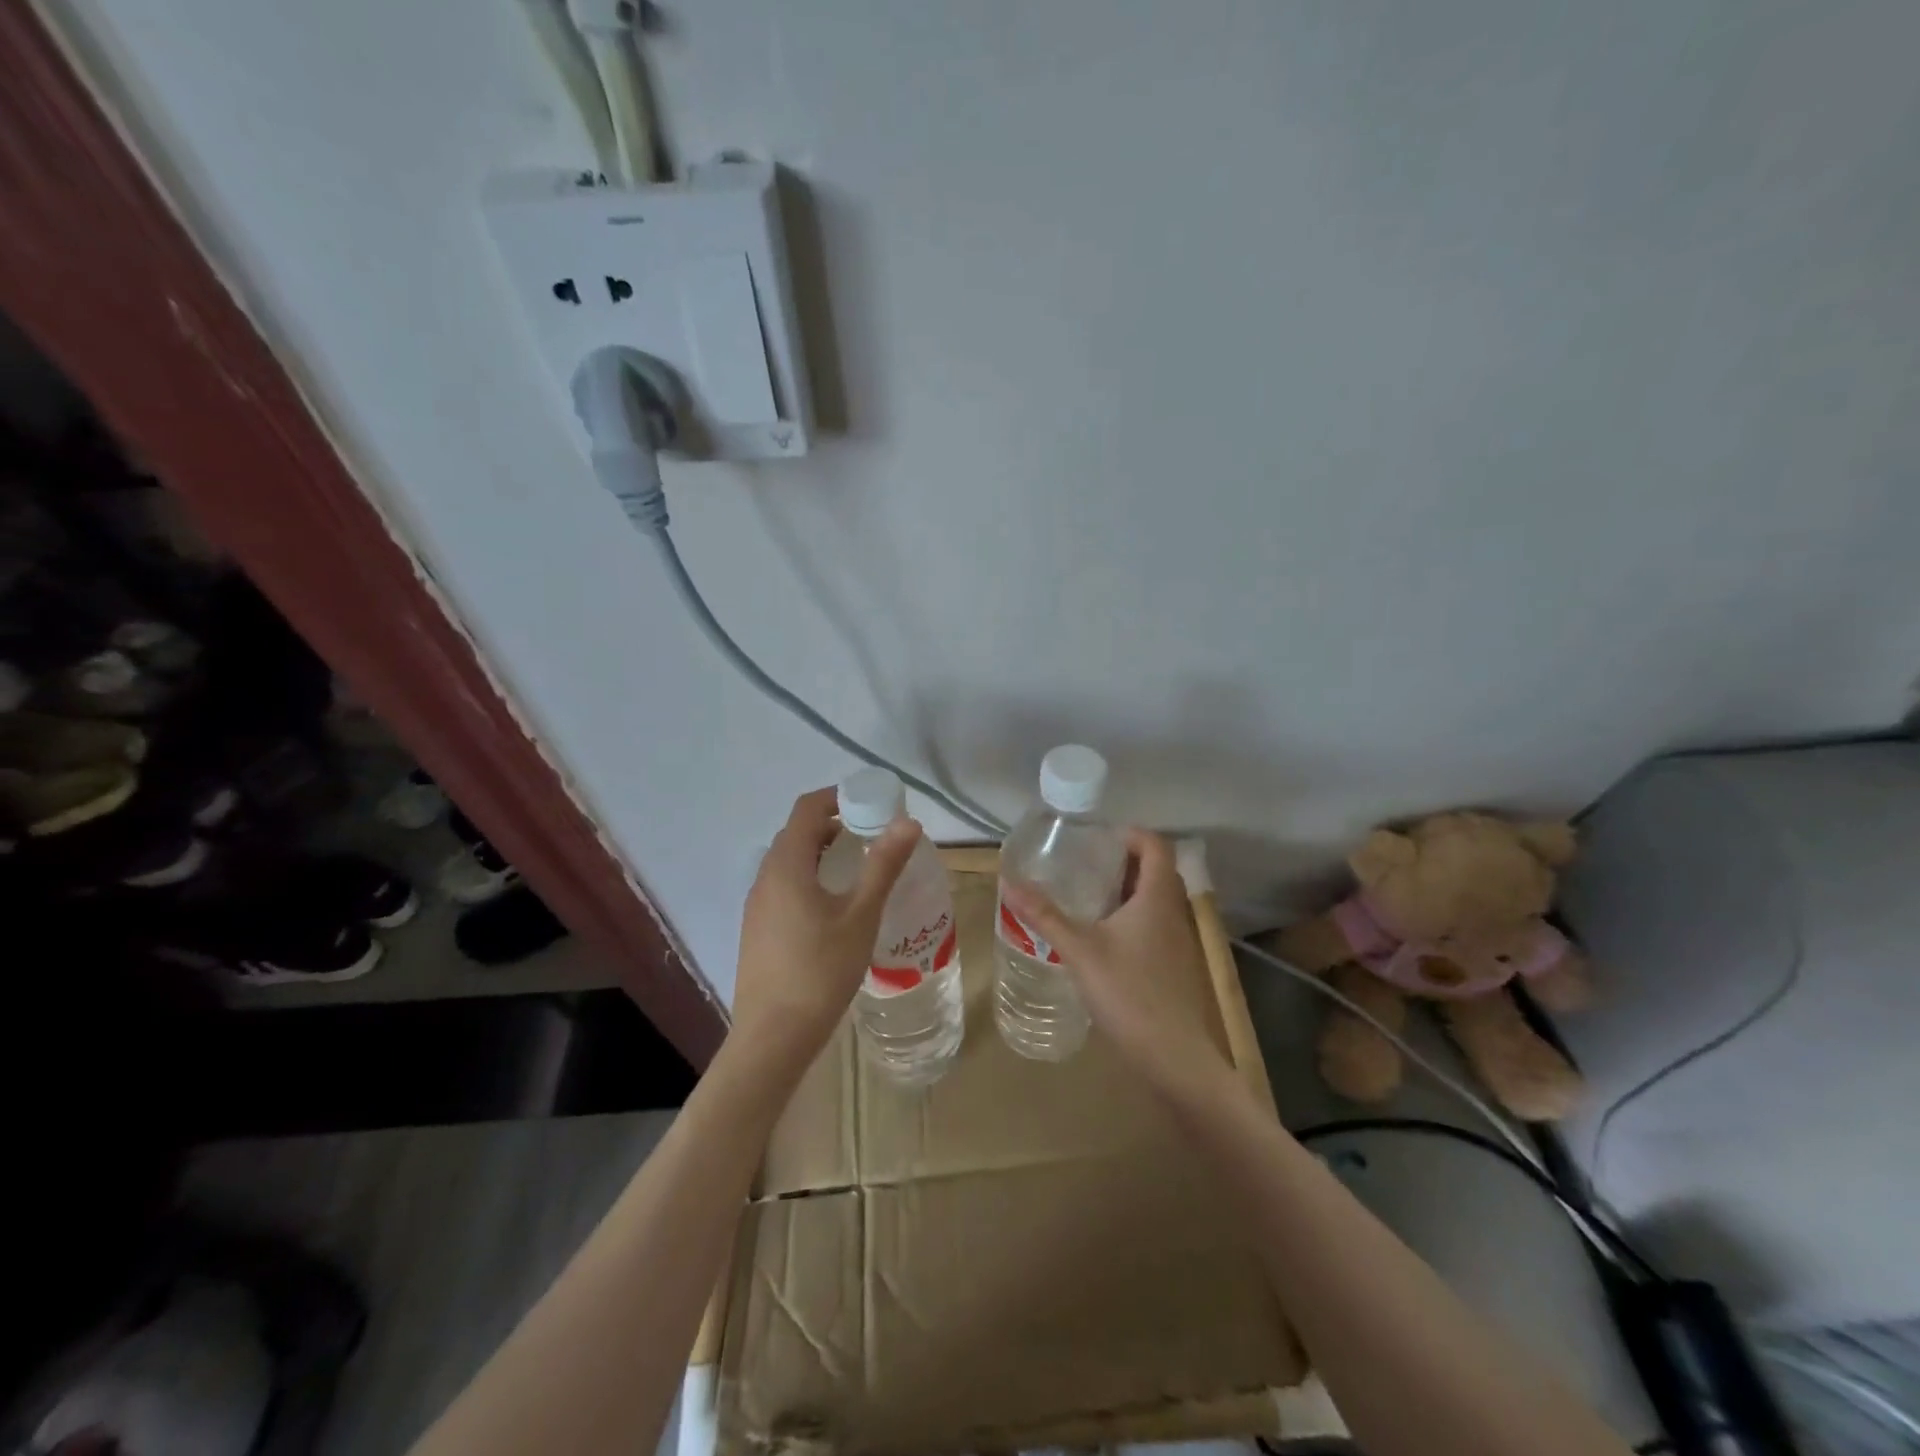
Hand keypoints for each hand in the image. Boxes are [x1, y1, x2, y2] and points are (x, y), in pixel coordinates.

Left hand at [730, 786, 921, 1072]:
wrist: (772, 1038)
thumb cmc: (821, 970)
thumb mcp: (861, 915)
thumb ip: (883, 865)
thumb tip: (908, 821)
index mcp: (787, 865)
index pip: (807, 809)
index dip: (837, 797)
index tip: (871, 802)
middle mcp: (765, 877)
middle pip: (798, 834)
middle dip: (834, 825)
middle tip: (873, 835)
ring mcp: (757, 905)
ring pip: (790, 862)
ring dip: (823, 853)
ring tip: (860, 869)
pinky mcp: (758, 930)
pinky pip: (784, 886)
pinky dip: (811, 878)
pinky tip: (835, 907)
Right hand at [1001, 829, 1234, 1104]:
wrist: (1174, 1058)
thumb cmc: (1129, 993)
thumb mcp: (1080, 950)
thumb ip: (1045, 915)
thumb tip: (1008, 881)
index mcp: (1157, 897)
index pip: (1156, 846)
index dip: (1131, 834)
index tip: (1098, 837)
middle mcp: (1173, 912)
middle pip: (1157, 871)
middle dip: (1124, 861)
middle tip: (1086, 863)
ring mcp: (1178, 942)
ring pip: (1155, 901)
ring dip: (1127, 891)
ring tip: (1088, 895)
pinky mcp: (1173, 966)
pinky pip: (1154, 926)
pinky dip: (1131, 918)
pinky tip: (1102, 938)